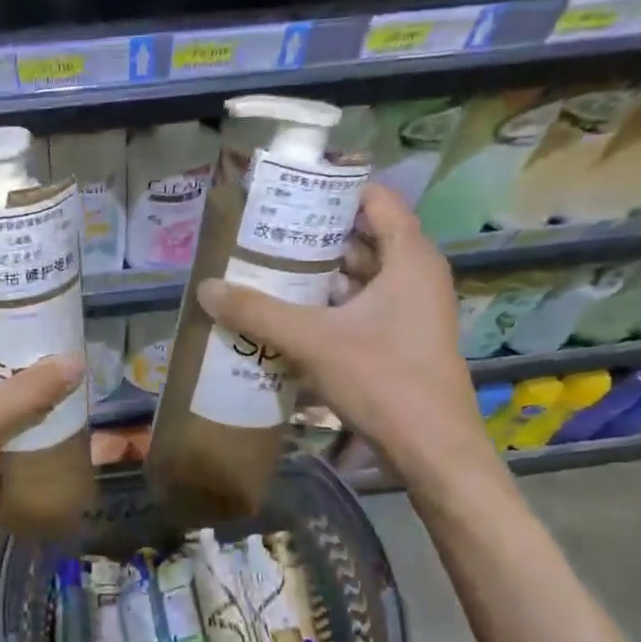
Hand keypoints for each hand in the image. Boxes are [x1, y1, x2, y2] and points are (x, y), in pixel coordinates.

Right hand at [195, 182, 495, 487]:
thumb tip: (206, 289)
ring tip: (266, 268)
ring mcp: (411, 310)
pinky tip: (287, 313)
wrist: (433, 452)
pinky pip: (360, 306)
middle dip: (314, 233)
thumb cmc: (384, 381)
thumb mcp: (313, 341)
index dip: (333, 189)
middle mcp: (415, 276)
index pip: (375, 199)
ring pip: (359, 275)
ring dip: (317, 272)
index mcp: (409, 258)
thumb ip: (258, 313)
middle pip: (362, 236)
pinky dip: (328, 304)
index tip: (288, 191)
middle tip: (264, 231)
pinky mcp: (400, 339)